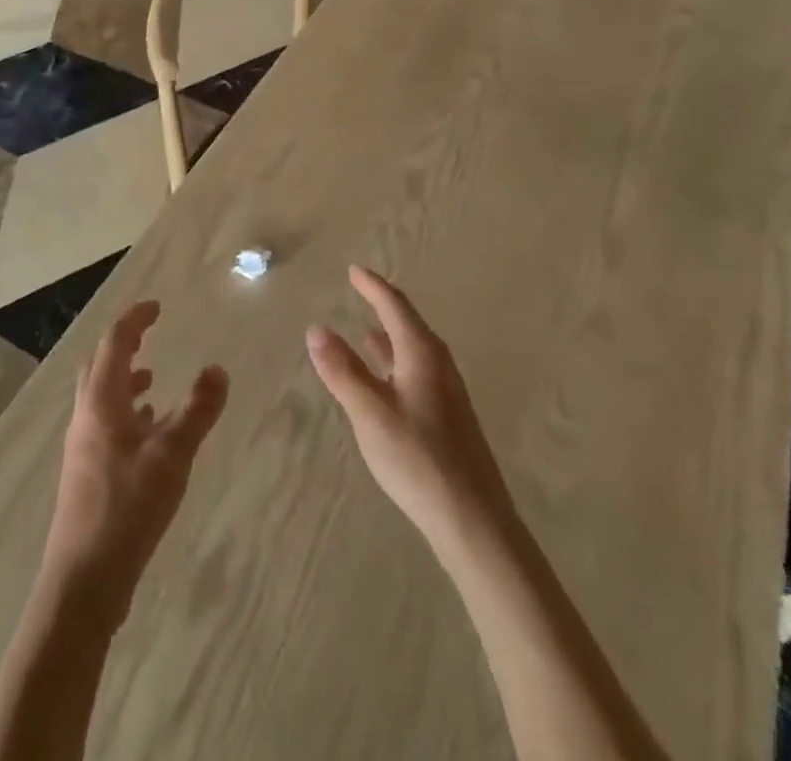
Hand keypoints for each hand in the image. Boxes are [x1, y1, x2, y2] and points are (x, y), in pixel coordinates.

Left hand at [45, 300, 228, 618]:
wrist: (83, 581)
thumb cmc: (126, 509)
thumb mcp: (172, 456)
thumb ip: (197, 410)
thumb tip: (218, 368)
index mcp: (101, 402)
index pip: (114, 343)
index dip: (134, 320)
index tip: (156, 307)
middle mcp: (86, 416)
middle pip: (100, 365)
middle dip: (124, 344)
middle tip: (150, 333)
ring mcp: (84, 446)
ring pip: (102, 396)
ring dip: (124, 378)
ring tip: (153, 377)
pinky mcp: (88, 473)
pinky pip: (106, 424)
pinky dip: (127, 411)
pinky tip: (148, 430)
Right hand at [307, 266, 514, 556]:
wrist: (474, 520)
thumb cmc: (418, 458)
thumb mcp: (370, 412)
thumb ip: (342, 370)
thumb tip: (317, 329)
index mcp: (422, 353)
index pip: (394, 306)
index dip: (372, 286)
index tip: (353, 270)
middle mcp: (438, 364)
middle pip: (408, 323)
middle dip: (384, 305)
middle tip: (361, 290)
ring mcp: (447, 392)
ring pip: (414, 350)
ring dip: (390, 336)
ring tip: (367, 330)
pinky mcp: (448, 418)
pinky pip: (417, 372)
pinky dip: (396, 362)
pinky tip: (386, 381)